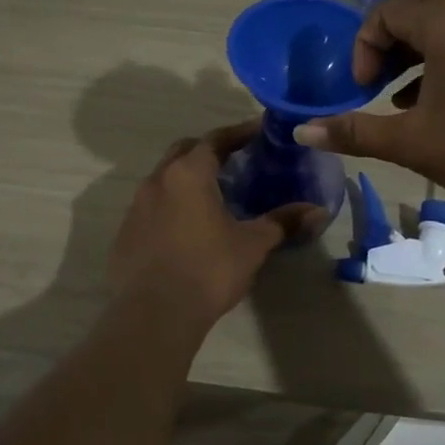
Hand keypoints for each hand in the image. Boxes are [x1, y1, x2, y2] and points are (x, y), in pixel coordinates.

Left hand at [107, 123, 324, 330]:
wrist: (154, 314)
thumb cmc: (208, 269)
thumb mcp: (252, 245)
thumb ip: (283, 222)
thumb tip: (319, 211)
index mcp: (189, 174)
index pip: (215, 139)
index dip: (239, 133)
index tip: (258, 131)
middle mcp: (157, 181)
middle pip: (184, 151)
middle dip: (208, 150)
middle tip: (234, 160)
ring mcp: (136, 207)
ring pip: (163, 179)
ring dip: (186, 179)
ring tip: (211, 194)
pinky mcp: (125, 233)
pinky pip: (150, 207)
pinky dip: (170, 206)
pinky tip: (185, 228)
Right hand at [293, 0, 444, 219]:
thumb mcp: (410, 142)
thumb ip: (354, 132)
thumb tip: (301, 131)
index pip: (388, 11)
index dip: (364, 46)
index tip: (363, 88)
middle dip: (391, 28)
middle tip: (380, 67)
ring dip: (415, 41)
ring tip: (396, 85)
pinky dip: (440, 52)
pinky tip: (426, 98)